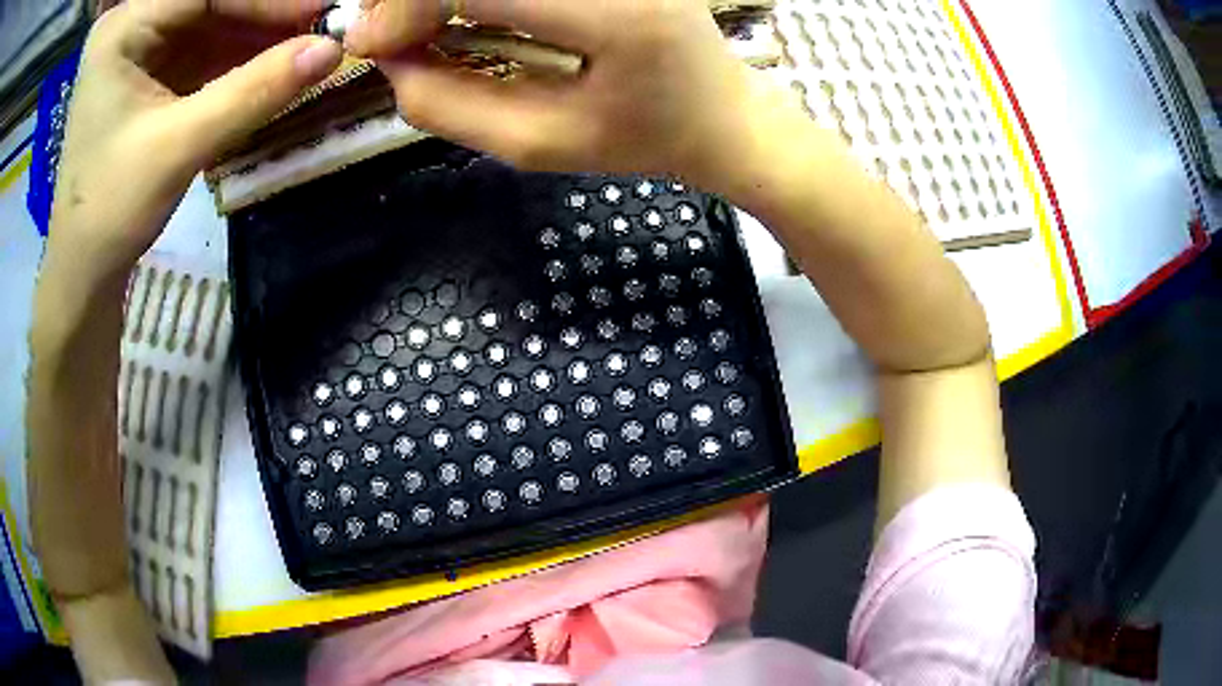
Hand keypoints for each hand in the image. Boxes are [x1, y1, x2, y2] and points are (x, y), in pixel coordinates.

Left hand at [49, 0, 342, 279]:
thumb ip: (253, 93)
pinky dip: (241, 51)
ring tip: (308, 40)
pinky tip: (277, 57)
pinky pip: (205, 41)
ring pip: (214, 16)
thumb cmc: (110, 210)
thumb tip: (332, 50)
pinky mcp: (151, 64)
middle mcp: (130, 21)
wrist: (83, 267)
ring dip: (259, 30)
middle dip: (265, 12)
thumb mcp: (179, 148)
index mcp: (121, 28)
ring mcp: (139, 40)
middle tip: (321, 24)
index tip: (324, 9)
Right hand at [345, 0, 780, 188]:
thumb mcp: (538, 144)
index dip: (404, 9)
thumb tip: (385, 61)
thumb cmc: (641, 138)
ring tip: (420, 25)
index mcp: (615, 14)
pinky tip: (464, 11)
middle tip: (387, 33)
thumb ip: (448, 106)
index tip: (370, 46)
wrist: (720, 110)